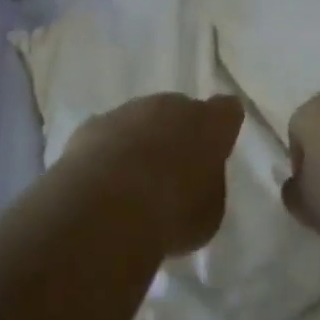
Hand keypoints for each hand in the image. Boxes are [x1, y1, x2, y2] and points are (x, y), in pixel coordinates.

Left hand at [66, 93, 243, 256]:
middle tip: (174, 169)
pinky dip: (108, 152)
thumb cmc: (172, 212)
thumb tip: (195, 181)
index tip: (218, 146)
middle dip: (178, 133)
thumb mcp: (208, 213)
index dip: (223, 126)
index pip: (227, 110)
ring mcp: (129, 111)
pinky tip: (103, 182)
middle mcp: (171, 106)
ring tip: (134, 181)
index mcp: (210, 123)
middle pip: (180, 111)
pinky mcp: (92, 125)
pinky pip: (108, 135)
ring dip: (141, 142)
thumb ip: (206, 187)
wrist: (106, 207)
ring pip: (141, 120)